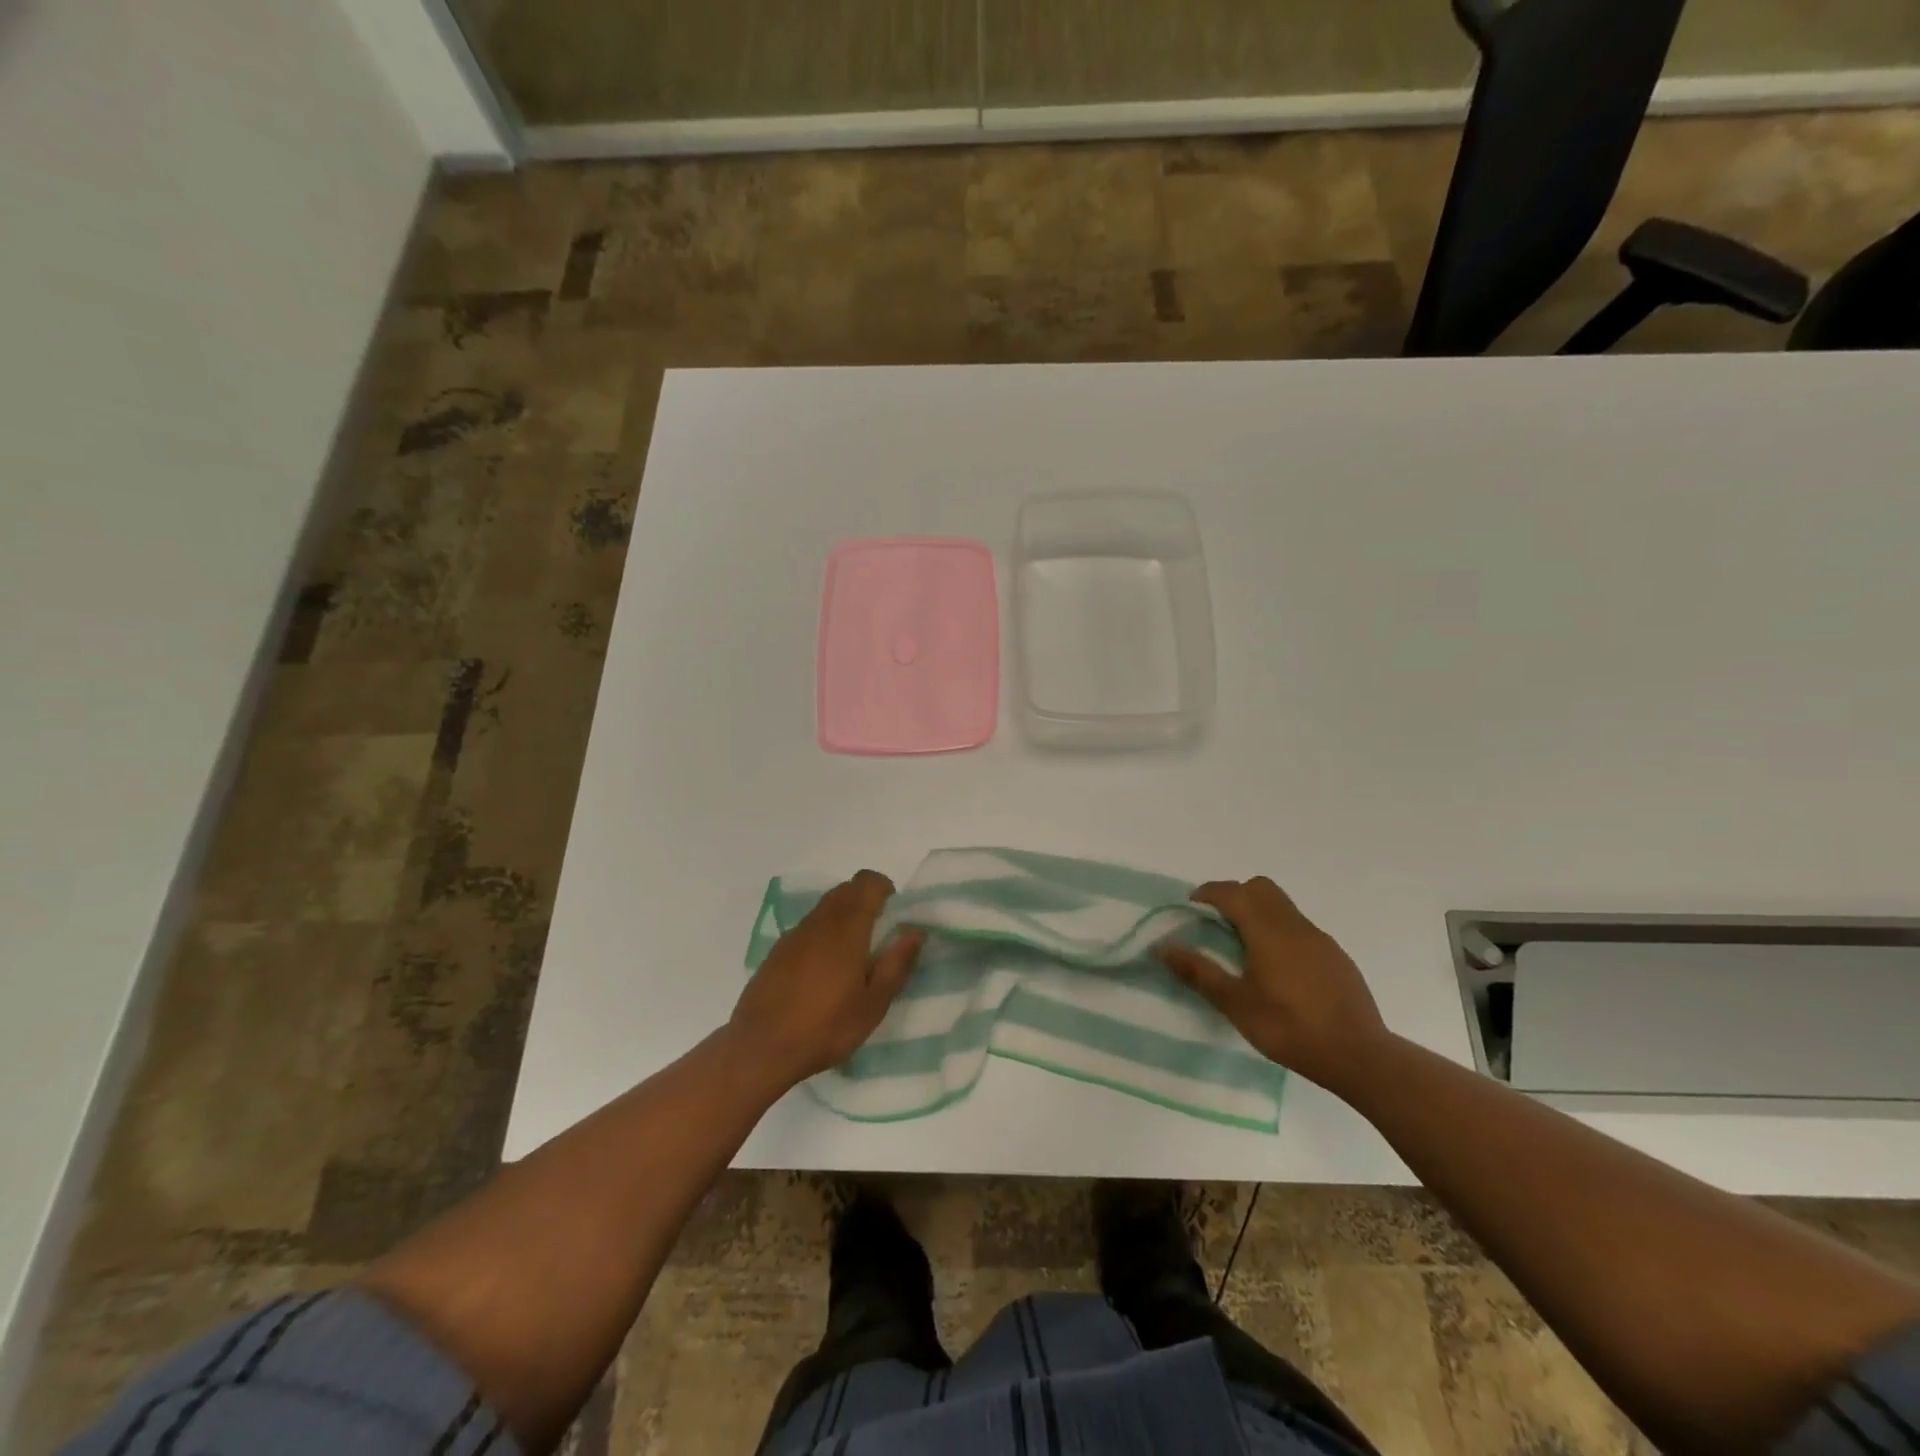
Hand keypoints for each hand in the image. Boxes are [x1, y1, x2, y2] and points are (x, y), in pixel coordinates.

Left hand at [728, 870, 922, 1090]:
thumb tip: (915, 932)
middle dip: (865, 900)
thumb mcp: (873, 1004)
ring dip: (843, 916)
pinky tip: (823, 971)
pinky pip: (807, 927)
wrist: (761, 1047)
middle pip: (845, 889)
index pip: (867, 882)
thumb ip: (897, 964)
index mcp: (847, 927)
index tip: (893, 913)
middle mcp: (819, 921)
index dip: (884, 888)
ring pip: (825, 907)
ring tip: (852, 956)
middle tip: (878, 936)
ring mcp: (794, 934)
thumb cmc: (826, 1027)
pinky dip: (822, 933)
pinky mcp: (777, 951)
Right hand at [1157, 877, 1388, 1095]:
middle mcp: (1295, 925)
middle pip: (1261, 888)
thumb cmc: (1289, 1028)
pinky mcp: (1336, 957)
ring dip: (1259, 912)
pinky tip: (1279, 970)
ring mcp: (1320, 940)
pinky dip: (1281, 932)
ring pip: (1283, 907)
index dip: (1209, 892)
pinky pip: (1301, 929)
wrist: (1358, 1056)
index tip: (1192, 905)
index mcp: (1267, 931)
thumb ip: (1199, 972)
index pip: (1233, 892)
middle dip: (1235, 895)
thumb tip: (1162, 947)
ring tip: (1244, 947)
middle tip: (1217, 921)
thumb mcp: (1236, 1004)